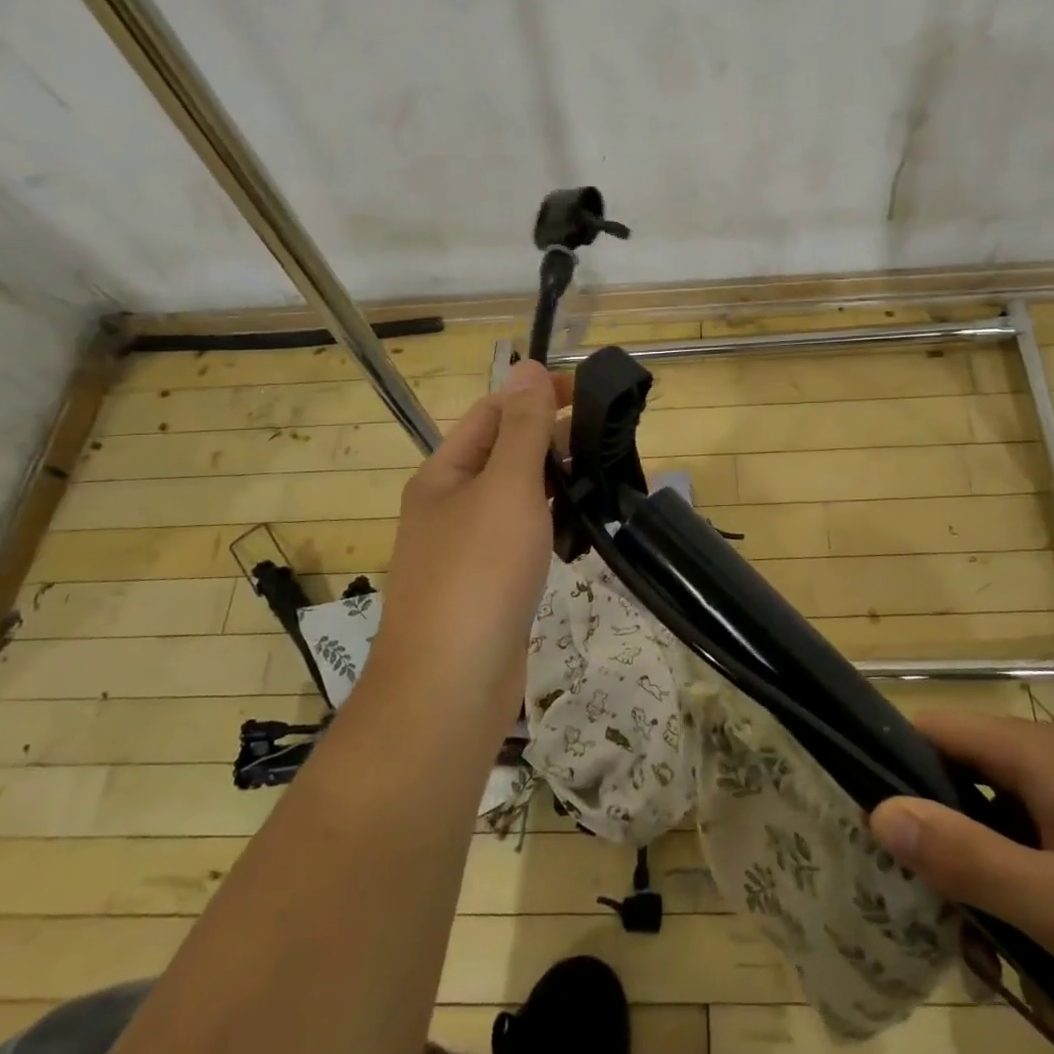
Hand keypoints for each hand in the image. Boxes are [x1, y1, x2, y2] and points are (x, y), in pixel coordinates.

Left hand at [372, 360, 569, 738]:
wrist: (450, 687)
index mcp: (444, 473)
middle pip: (506, 453)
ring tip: (605, 476)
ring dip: (557, 482)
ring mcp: (469, 549)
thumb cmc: (477, 573)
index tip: (589, 391)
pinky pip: (525, 538)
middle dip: (553, 439)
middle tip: (609, 438)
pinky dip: (554, 525)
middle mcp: (451, 505)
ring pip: (519, 498)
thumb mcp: (505, 487)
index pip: (494, 412)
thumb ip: (523, 429)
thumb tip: (526, 366)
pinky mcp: (491, 585)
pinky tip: (584, 529)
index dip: (537, 394)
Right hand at [869, 712, 1053, 1049]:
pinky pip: (1043, 847)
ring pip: (1003, 824)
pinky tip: (1050, 958)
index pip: (930, 729)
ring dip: (989, 884)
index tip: (870, 830)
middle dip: (943, 849)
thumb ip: (965, 856)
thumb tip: (879, 810)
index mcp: (1034, 753)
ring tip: (1002, 961)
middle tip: (942, 922)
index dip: (891, 767)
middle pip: (962, 781)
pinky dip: (1030, 891)